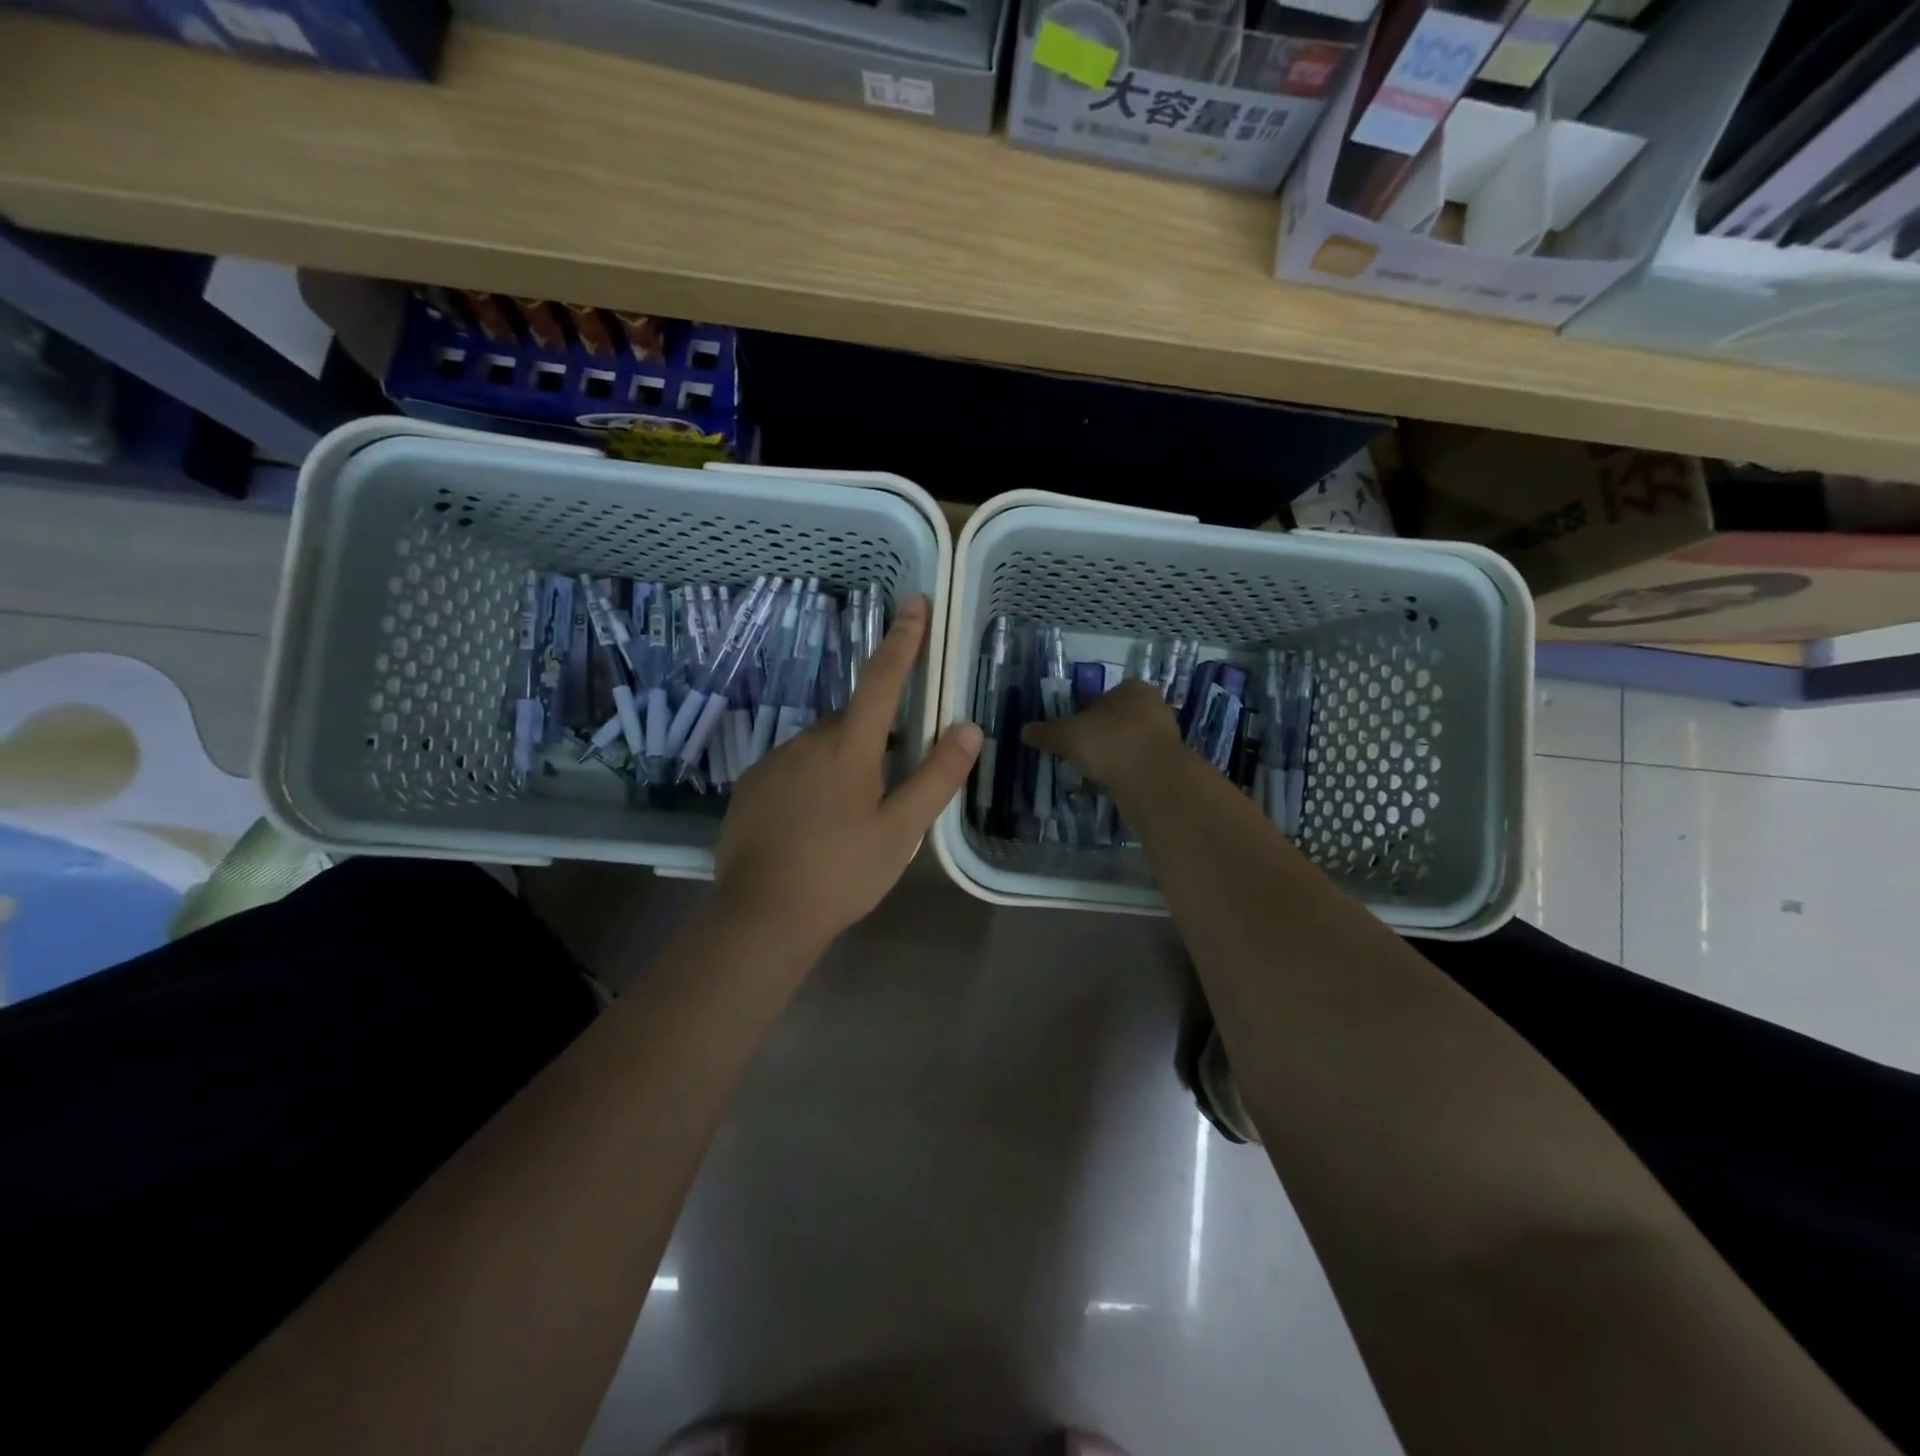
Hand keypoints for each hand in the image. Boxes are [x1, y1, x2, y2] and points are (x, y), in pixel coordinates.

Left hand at [714, 595, 981, 948]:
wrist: (760, 915)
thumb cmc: (841, 872)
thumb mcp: (901, 831)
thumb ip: (936, 777)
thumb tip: (969, 727)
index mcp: (848, 746)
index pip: (882, 679)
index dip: (902, 640)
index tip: (914, 603)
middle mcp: (807, 740)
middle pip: (853, 721)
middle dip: (877, 737)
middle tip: (890, 787)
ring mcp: (773, 762)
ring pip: (822, 748)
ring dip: (844, 765)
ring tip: (850, 820)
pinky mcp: (751, 786)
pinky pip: (794, 768)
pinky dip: (812, 783)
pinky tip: (814, 826)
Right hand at [1020, 679, 1181, 791]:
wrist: (1153, 779)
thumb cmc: (1110, 742)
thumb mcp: (1067, 734)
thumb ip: (1046, 732)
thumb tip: (1024, 731)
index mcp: (1133, 689)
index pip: (1105, 695)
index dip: (1085, 711)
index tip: (1072, 730)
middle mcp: (1154, 707)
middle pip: (1119, 719)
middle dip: (1101, 734)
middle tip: (1080, 751)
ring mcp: (1166, 736)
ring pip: (1131, 743)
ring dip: (1114, 755)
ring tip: (1092, 771)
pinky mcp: (1169, 764)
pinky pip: (1140, 765)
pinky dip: (1125, 773)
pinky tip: (1110, 785)